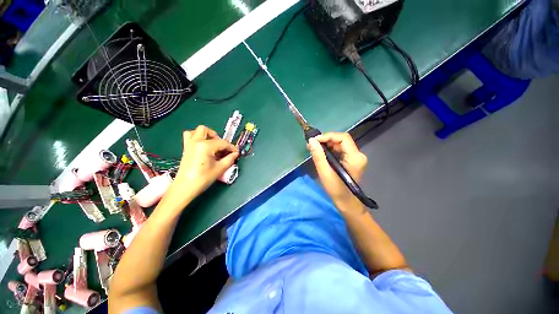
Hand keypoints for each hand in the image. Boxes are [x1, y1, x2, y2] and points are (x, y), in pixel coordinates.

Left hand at [171, 126, 238, 200]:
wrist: (185, 187)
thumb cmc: (203, 178)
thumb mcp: (220, 168)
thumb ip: (230, 159)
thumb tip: (235, 154)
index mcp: (206, 146)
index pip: (223, 143)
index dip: (231, 147)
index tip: (236, 153)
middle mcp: (196, 141)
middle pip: (207, 131)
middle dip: (217, 137)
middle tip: (222, 148)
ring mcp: (189, 144)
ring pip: (196, 131)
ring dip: (206, 135)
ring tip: (212, 145)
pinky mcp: (186, 148)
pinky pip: (189, 137)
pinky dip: (197, 137)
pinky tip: (203, 147)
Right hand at [308, 133, 367, 209]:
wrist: (347, 202)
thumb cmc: (336, 189)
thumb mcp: (325, 172)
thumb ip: (318, 156)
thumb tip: (311, 141)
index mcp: (355, 158)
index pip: (343, 138)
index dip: (328, 136)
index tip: (314, 140)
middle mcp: (358, 154)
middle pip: (342, 140)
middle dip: (326, 140)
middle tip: (312, 144)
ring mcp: (356, 157)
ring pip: (340, 144)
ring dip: (327, 144)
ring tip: (314, 148)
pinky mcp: (352, 160)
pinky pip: (340, 149)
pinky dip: (330, 149)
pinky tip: (322, 152)